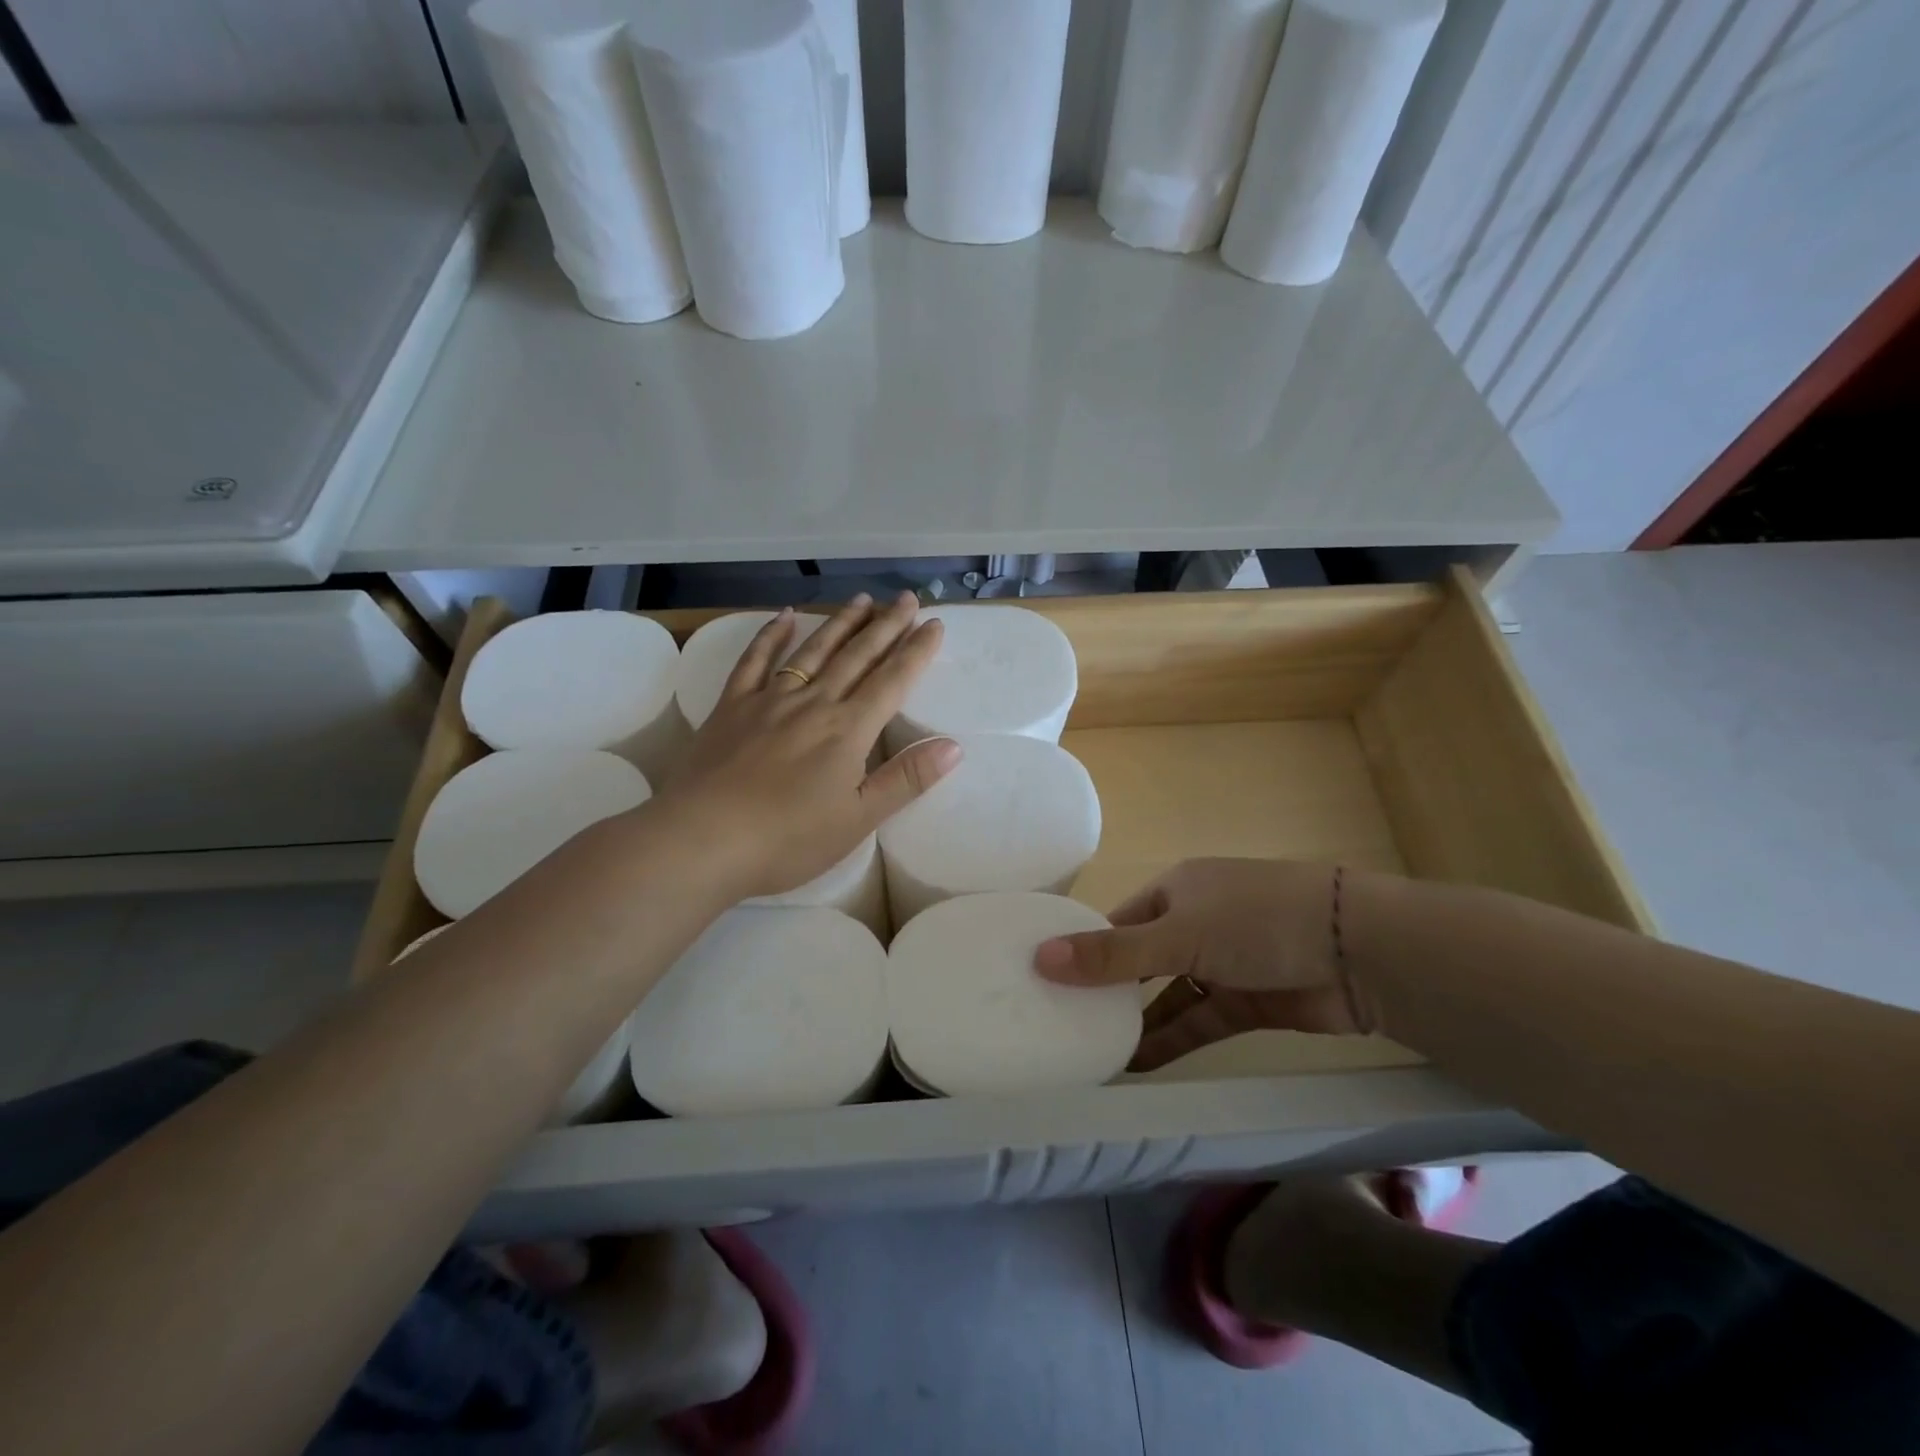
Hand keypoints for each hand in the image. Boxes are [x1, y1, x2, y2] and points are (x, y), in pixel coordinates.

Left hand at [651, 592, 960, 901]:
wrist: (701, 839)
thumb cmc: (787, 839)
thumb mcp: (858, 819)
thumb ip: (906, 780)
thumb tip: (955, 746)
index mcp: (848, 730)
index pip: (892, 681)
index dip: (916, 652)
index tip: (934, 624)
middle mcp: (813, 704)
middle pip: (856, 657)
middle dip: (885, 626)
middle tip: (906, 598)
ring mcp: (769, 700)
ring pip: (813, 651)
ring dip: (840, 624)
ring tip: (862, 600)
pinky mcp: (731, 707)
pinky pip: (755, 661)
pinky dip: (771, 636)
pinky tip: (784, 616)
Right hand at [1032, 858, 1364, 1070]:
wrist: (1360, 952)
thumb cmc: (1257, 922)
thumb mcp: (1177, 935)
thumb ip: (1112, 955)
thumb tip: (1040, 957)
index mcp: (1176, 889)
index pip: (1118, 920)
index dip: (1084, 948)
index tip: (1047, 980)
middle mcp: (1196, 921)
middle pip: (1141, 959)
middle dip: (1108, 990)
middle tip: (1062, 1022)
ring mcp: (1224, 962)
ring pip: (1169, 995)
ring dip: (1138, 1022)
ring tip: (1091, 1053)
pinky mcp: (1249, 1001)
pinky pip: (1199, 1021)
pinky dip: (1172, 1041)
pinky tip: (1137, 1066)